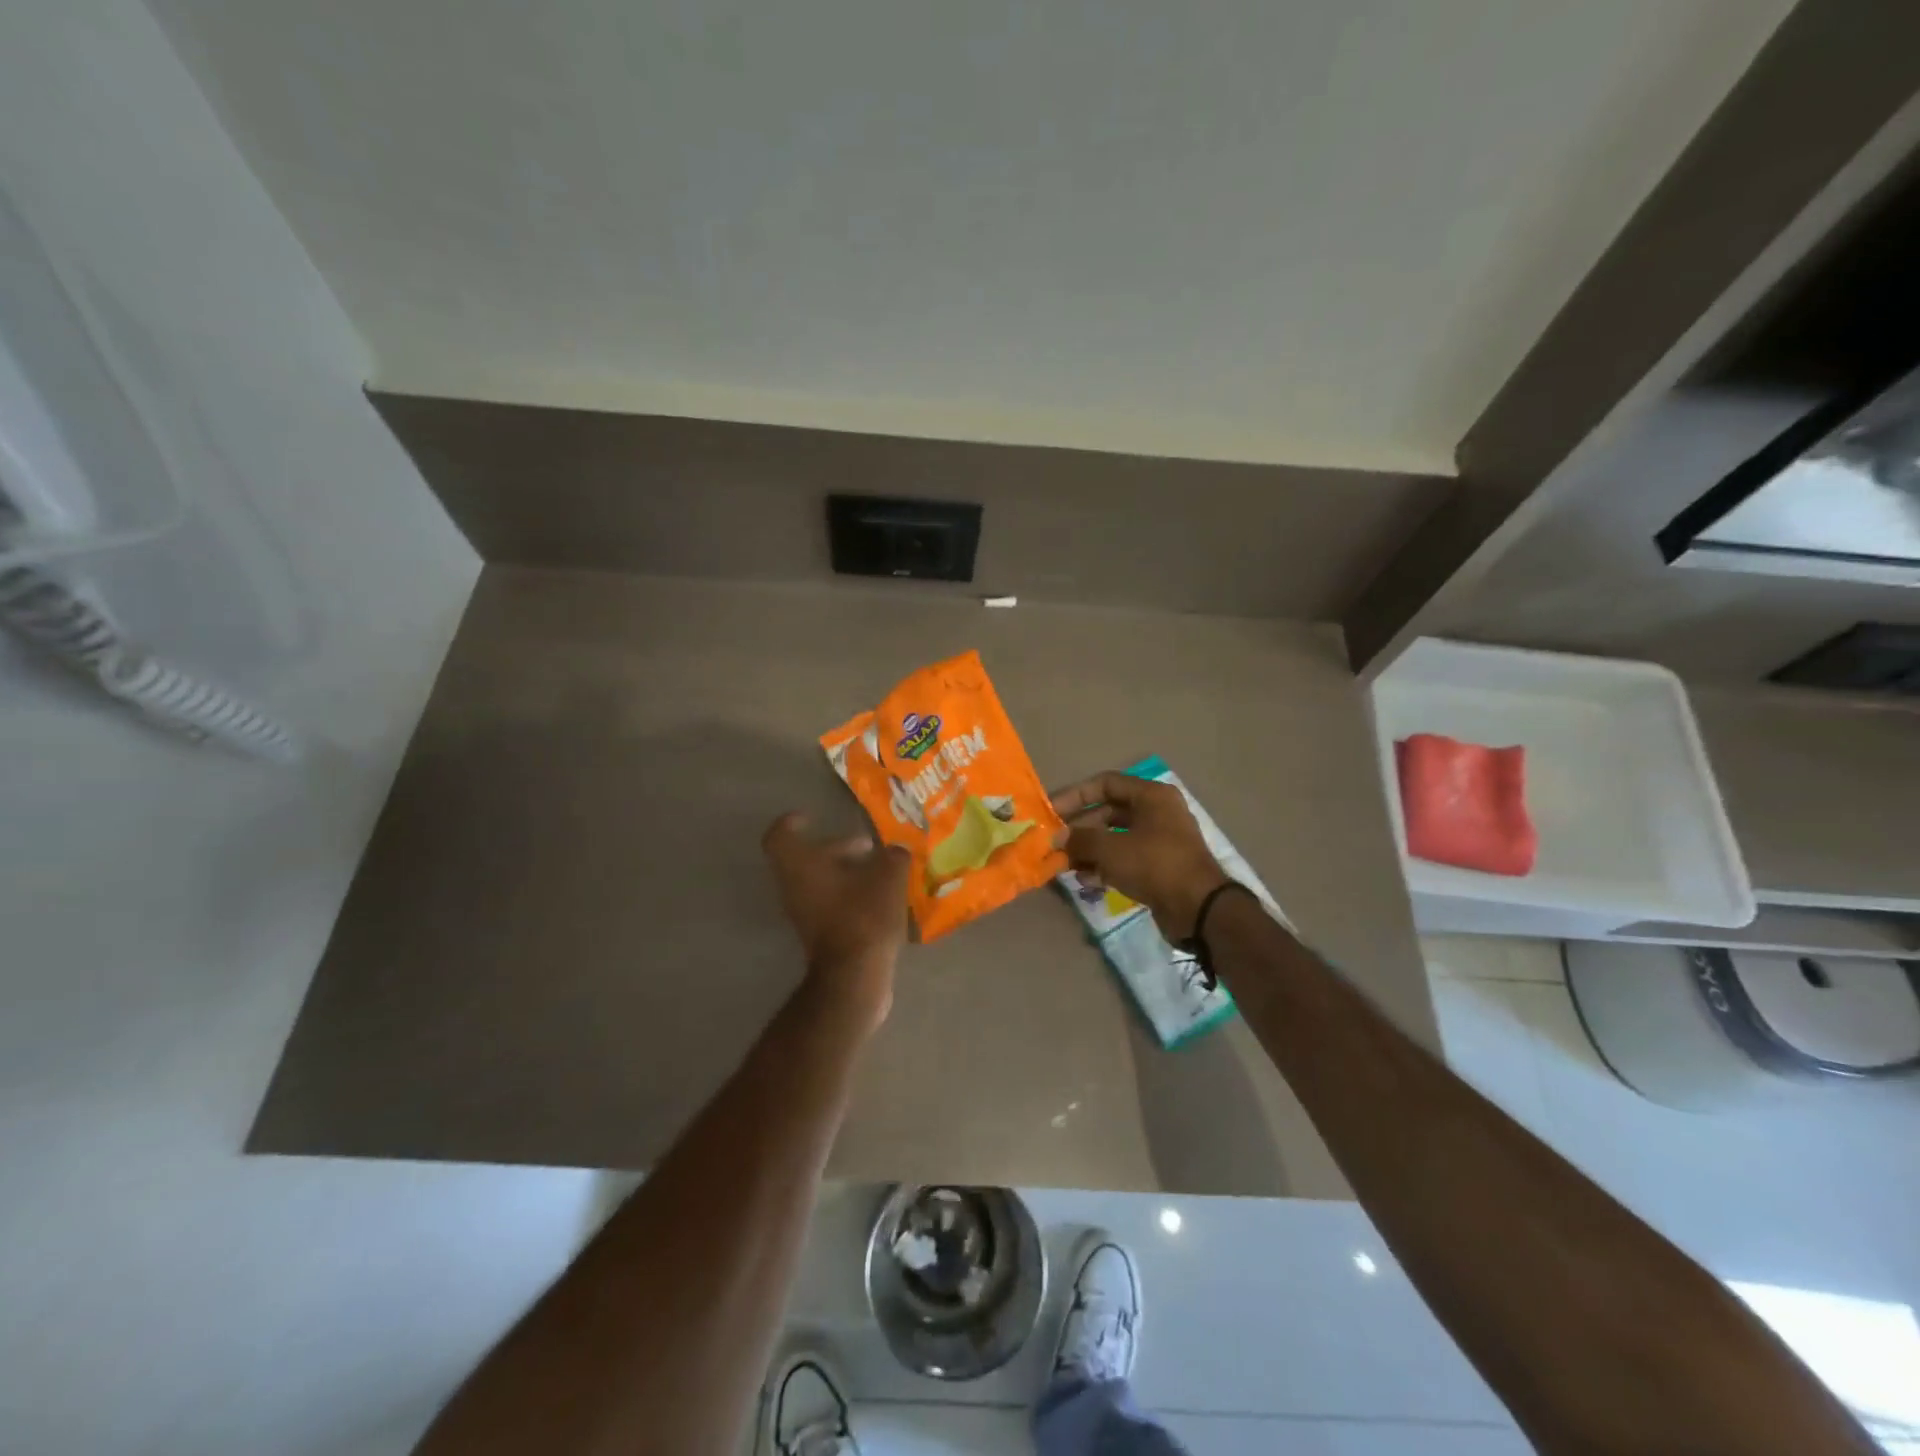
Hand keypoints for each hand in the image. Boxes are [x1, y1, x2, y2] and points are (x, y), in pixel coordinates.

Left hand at [762, 813, 910, 1024]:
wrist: (854, 976)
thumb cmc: (863, 916)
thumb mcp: (888, 876)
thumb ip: (893, 856)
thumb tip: (897, 851)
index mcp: (800, 866)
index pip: (779, 836)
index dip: (791, 823)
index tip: (811, 817)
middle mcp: (794, 888)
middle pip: (806, 859)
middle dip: (836, 848)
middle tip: (867, 845)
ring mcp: (804, 914)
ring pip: (820, 883)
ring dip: (847, 873)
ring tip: (881, 871)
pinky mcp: (819, 936)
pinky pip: (830, 904)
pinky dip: (850, 895)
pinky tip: (882, 898)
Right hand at [1051, 772, 1229, 940]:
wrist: (1198, 908)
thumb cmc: (1154, 864)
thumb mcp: (1110, 848)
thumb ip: (1080, 838)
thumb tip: (1057, 837)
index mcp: (1151, 796)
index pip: (1105, 783)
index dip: (1075, 795)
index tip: (1051, 812)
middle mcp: (1157, 813)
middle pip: (1108, 812)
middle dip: (1080, 829)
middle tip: (1054, 843)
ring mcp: (1159, 841)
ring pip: (1114, 839)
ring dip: (1089, 851)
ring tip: (1065, 865)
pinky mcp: (1158, 867)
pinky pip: (1125, 860)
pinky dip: (1104, 867)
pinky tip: (1086, 881)